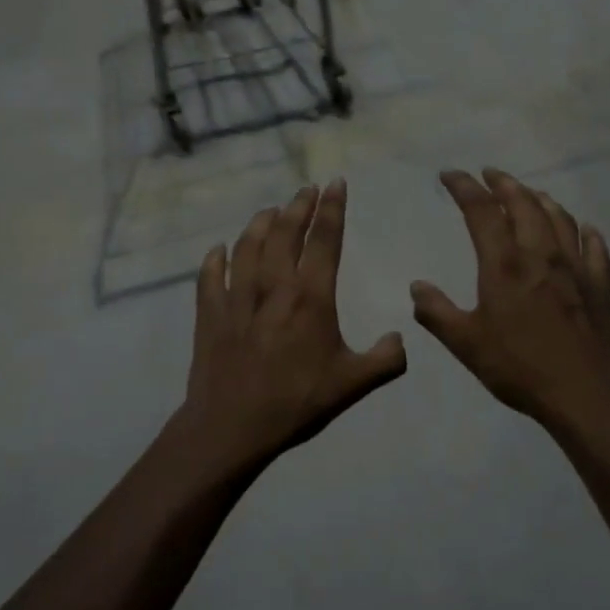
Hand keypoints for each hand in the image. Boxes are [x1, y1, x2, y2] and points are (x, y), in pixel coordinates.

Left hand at [180, 179, 406, 472]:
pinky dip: (216, 258)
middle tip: (307, 189)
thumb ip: (385, 360)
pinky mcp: (210, 313)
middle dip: (298, 206)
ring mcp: (237, 297)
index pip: (324, 240)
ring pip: (247, 246)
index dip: (332, 209)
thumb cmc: (297, 402)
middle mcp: (273, 286)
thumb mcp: (353, 384)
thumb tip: (400, 339)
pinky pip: (210, 275)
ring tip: (271, 211)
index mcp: (310, 297)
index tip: (335, 184)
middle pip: (284, 233)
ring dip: (260, 223)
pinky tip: (219, 250)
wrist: (233, 425)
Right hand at [411, 169, 609, 428]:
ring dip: (540, 198)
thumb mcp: (466, 344)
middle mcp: (541, 254)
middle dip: (503, 183)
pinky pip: (594, 247)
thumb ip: (437, 312)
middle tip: (489, 174)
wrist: (586, 392)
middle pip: (524, 203)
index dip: (464, 187)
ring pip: (559, 217)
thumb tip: (417, 286)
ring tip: (528, 193)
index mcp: (504, 264)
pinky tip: (583, 229)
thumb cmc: (520, 367)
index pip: (481, 211)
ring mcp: (575, 267)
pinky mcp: (599, 284)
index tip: (449, 175)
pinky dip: (584, 231)